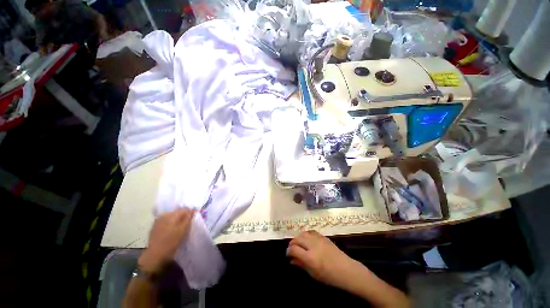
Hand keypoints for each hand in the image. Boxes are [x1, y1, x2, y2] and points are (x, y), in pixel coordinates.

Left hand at [139, 208, 194, 273]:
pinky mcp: (155, 226)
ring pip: (171, 216)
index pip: (184, 209)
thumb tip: (193, 209)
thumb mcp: (183, 230)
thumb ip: (188, 218)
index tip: (193, 218)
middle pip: (177, 211)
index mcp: (172, 215)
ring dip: (176, 219)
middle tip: (187, 223)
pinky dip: (170, 223)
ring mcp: (158, 220)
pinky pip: (165, 220)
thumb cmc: (171, 242)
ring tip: (179, 227)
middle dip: (183, 215)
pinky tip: (171, 229)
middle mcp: (164, 215)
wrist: (155, 254)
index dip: (190, 212)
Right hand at [287, 230, 360, 288]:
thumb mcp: (313, 274)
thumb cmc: (329, 276)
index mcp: (310, 257)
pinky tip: (306, 239)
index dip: (288, 251)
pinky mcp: (323, 237)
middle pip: (297, 239)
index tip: (288, 255)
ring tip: (298, 243)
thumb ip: (301, 264)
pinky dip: (306, 234)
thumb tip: (291, 260)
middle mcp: (313, 245)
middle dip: (292, 243)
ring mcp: (318, 239)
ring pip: (303, 233)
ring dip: (298, 237)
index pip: (294, 249)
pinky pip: (311, 232)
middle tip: (292, 249)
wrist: (346, 270)